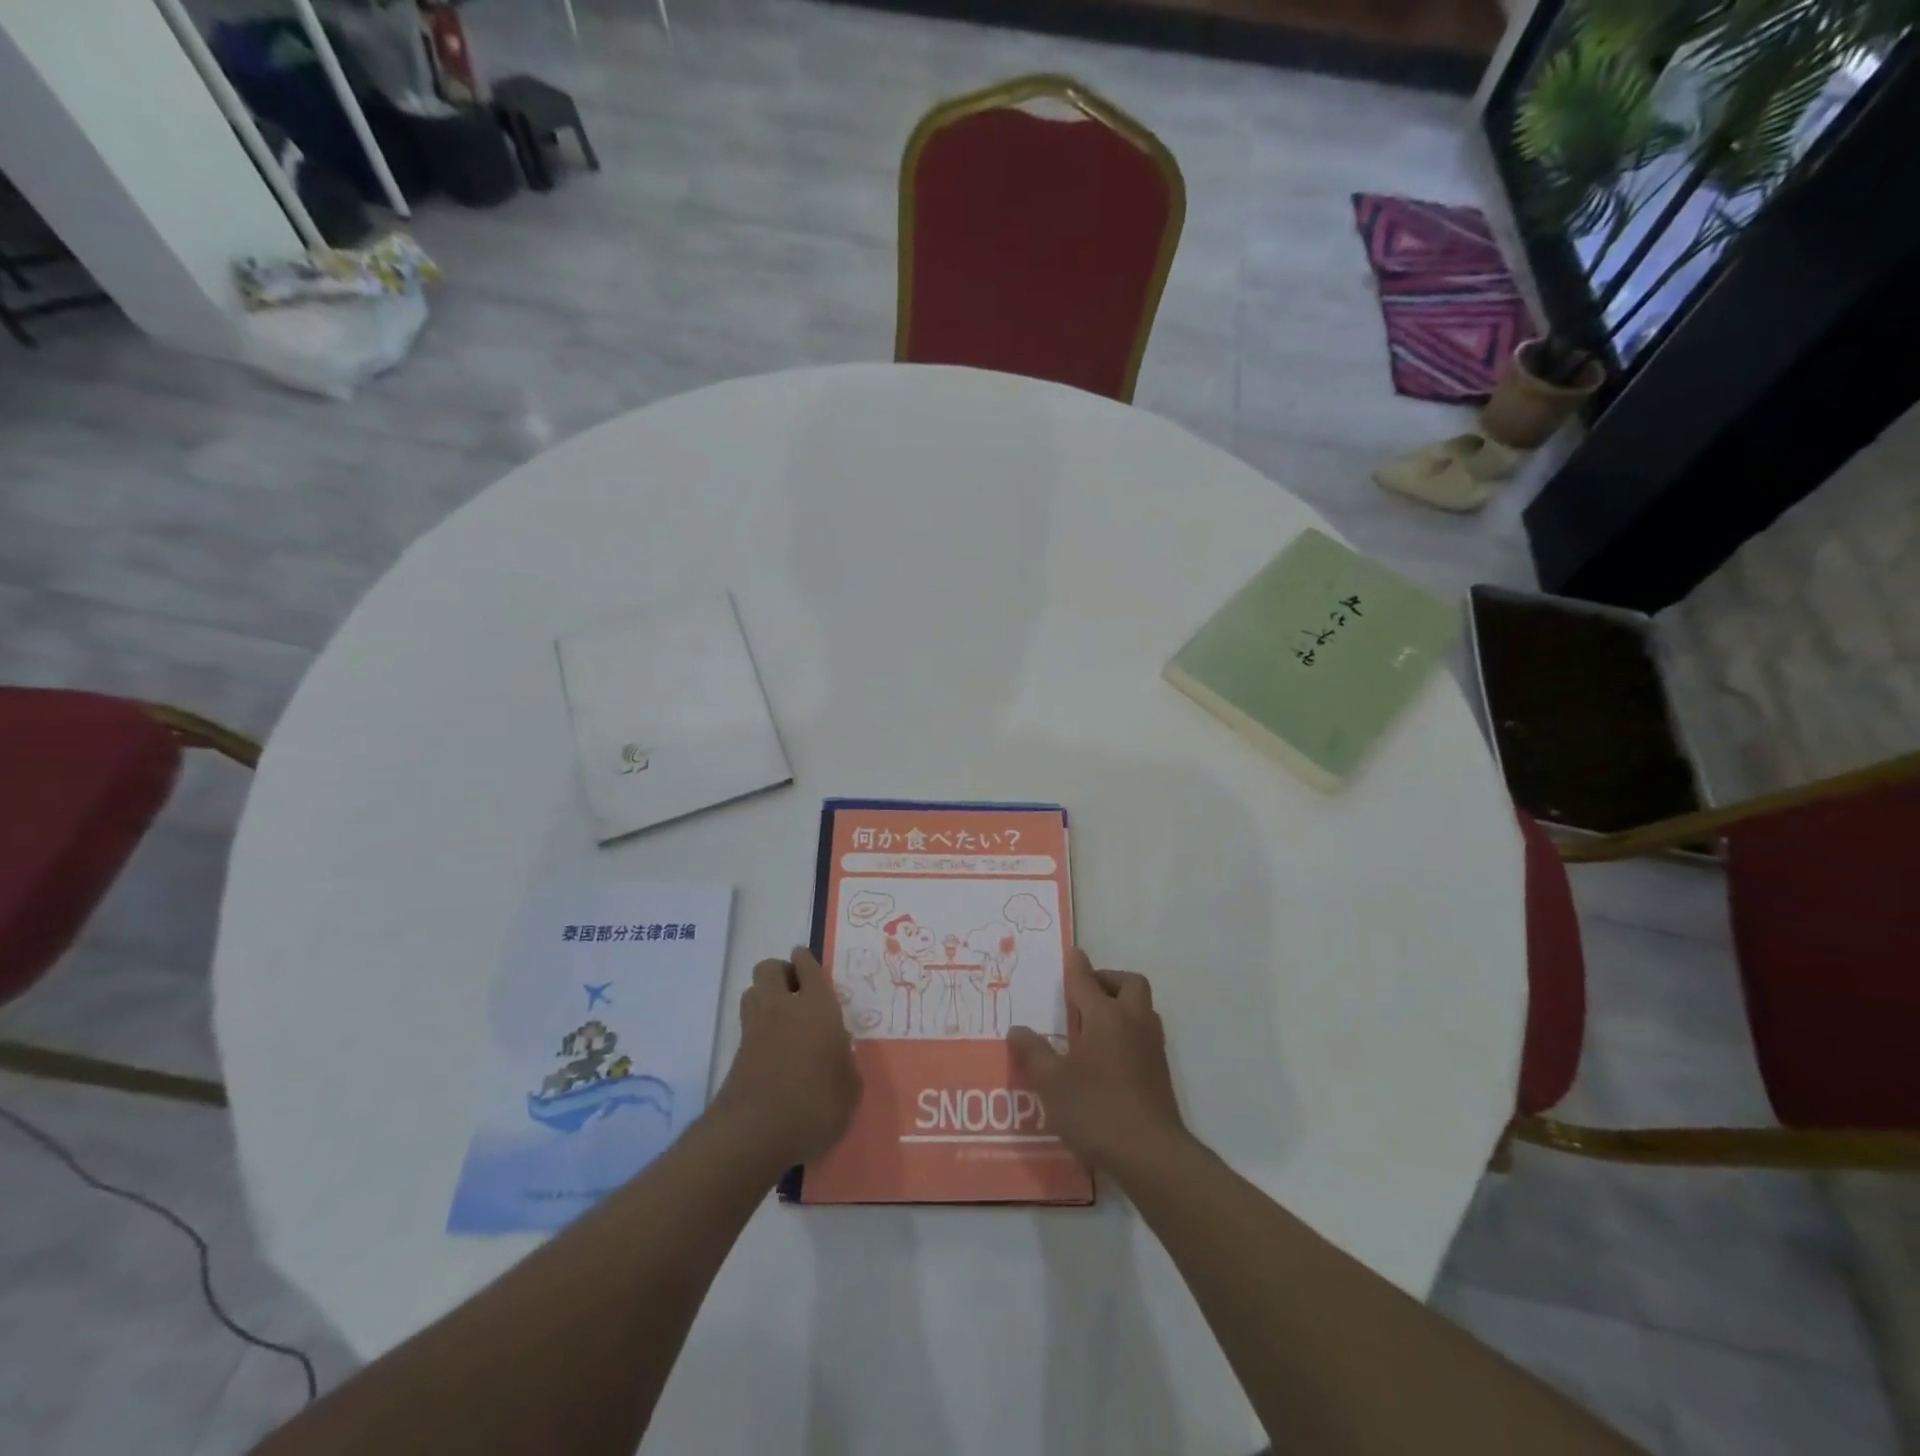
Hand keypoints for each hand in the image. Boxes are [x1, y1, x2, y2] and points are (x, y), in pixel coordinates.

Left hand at [711, 947, 860, 1168]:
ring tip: (783, 1017)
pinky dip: (757, 1026)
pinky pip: (747, 1024)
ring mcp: (755, 1029)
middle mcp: (783, 1009)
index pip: (808, 967)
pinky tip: (773, 1048)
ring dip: (765, 996)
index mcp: (817, 1008)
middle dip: (781, 972)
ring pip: (752, 991)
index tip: (808, 962)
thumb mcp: (849, 1090)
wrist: (754, 1135)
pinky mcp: (737, 1054)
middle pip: (769, 969)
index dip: (806, 961)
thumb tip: (839, 1053)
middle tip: (798, 991)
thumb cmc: (814, 1106)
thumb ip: (846, 1064)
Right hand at [1008, 949, 1187, 1173]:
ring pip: (1141, 1009)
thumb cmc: (1097, 1109)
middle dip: (1107, 980)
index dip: (1076, 966)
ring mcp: (1152, 1048)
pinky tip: (1107, 1058)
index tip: (1072, 953)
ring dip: (1121, 1006)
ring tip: (1092, 1026)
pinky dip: (1127, 1033)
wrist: (1152, 1154)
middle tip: (1084, 995)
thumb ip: (1033, 1053)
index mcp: (1106, 1016)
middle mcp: (1133, 1023)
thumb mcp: (1052, 1083)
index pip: (1087, 980)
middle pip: (1129, 984)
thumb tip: (1018, 1030)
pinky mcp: (1160, 1073)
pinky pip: (1144, 1035)